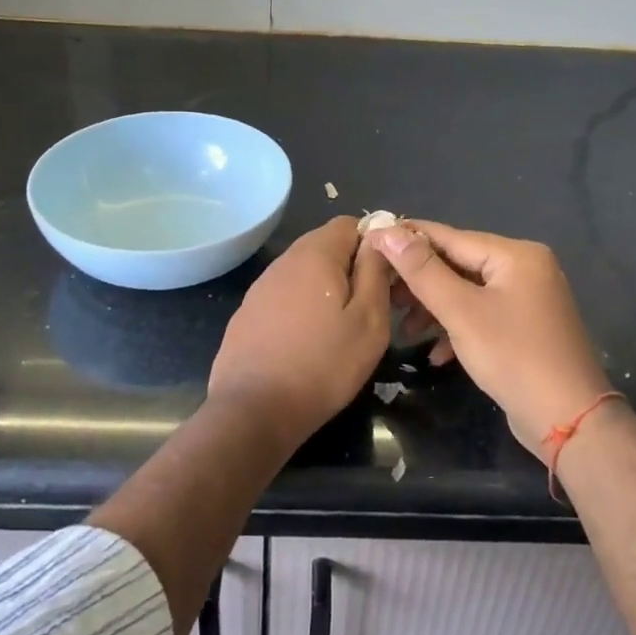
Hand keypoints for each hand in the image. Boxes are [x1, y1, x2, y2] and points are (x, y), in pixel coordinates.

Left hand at [210, 217, 393, 445]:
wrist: (253, 410)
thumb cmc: (323, 365)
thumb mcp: (369, 320)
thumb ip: (375, 271)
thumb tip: (379, 236)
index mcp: (315, 253)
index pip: (350, 223)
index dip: (374, 245)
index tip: (387, 279)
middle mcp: (284, 260)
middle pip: (326, 246)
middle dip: (351, 268)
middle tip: (370, 308)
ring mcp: (261, 286)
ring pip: (305, 272)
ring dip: (326, 289)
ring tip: (340, 329)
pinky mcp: (248, 312)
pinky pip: (285, 296)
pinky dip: (302, 308)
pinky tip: (307, 342)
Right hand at [367, 221, 612, 461]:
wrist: (569, 422)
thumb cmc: (514, 357)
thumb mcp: (461, 312)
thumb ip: (423, 270)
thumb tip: (388, 230)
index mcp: (515, 255)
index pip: (450, 237)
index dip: (407, 240)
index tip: (369, 242)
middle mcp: (525, 269)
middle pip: (458, 264)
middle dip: (420, 282)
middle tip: (384, 296)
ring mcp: (528, 299)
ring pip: (468, 292)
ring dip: (435, 309)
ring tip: (405, 330)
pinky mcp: (525, 328)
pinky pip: (482, 316)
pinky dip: (458, 329)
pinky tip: (436, 355)